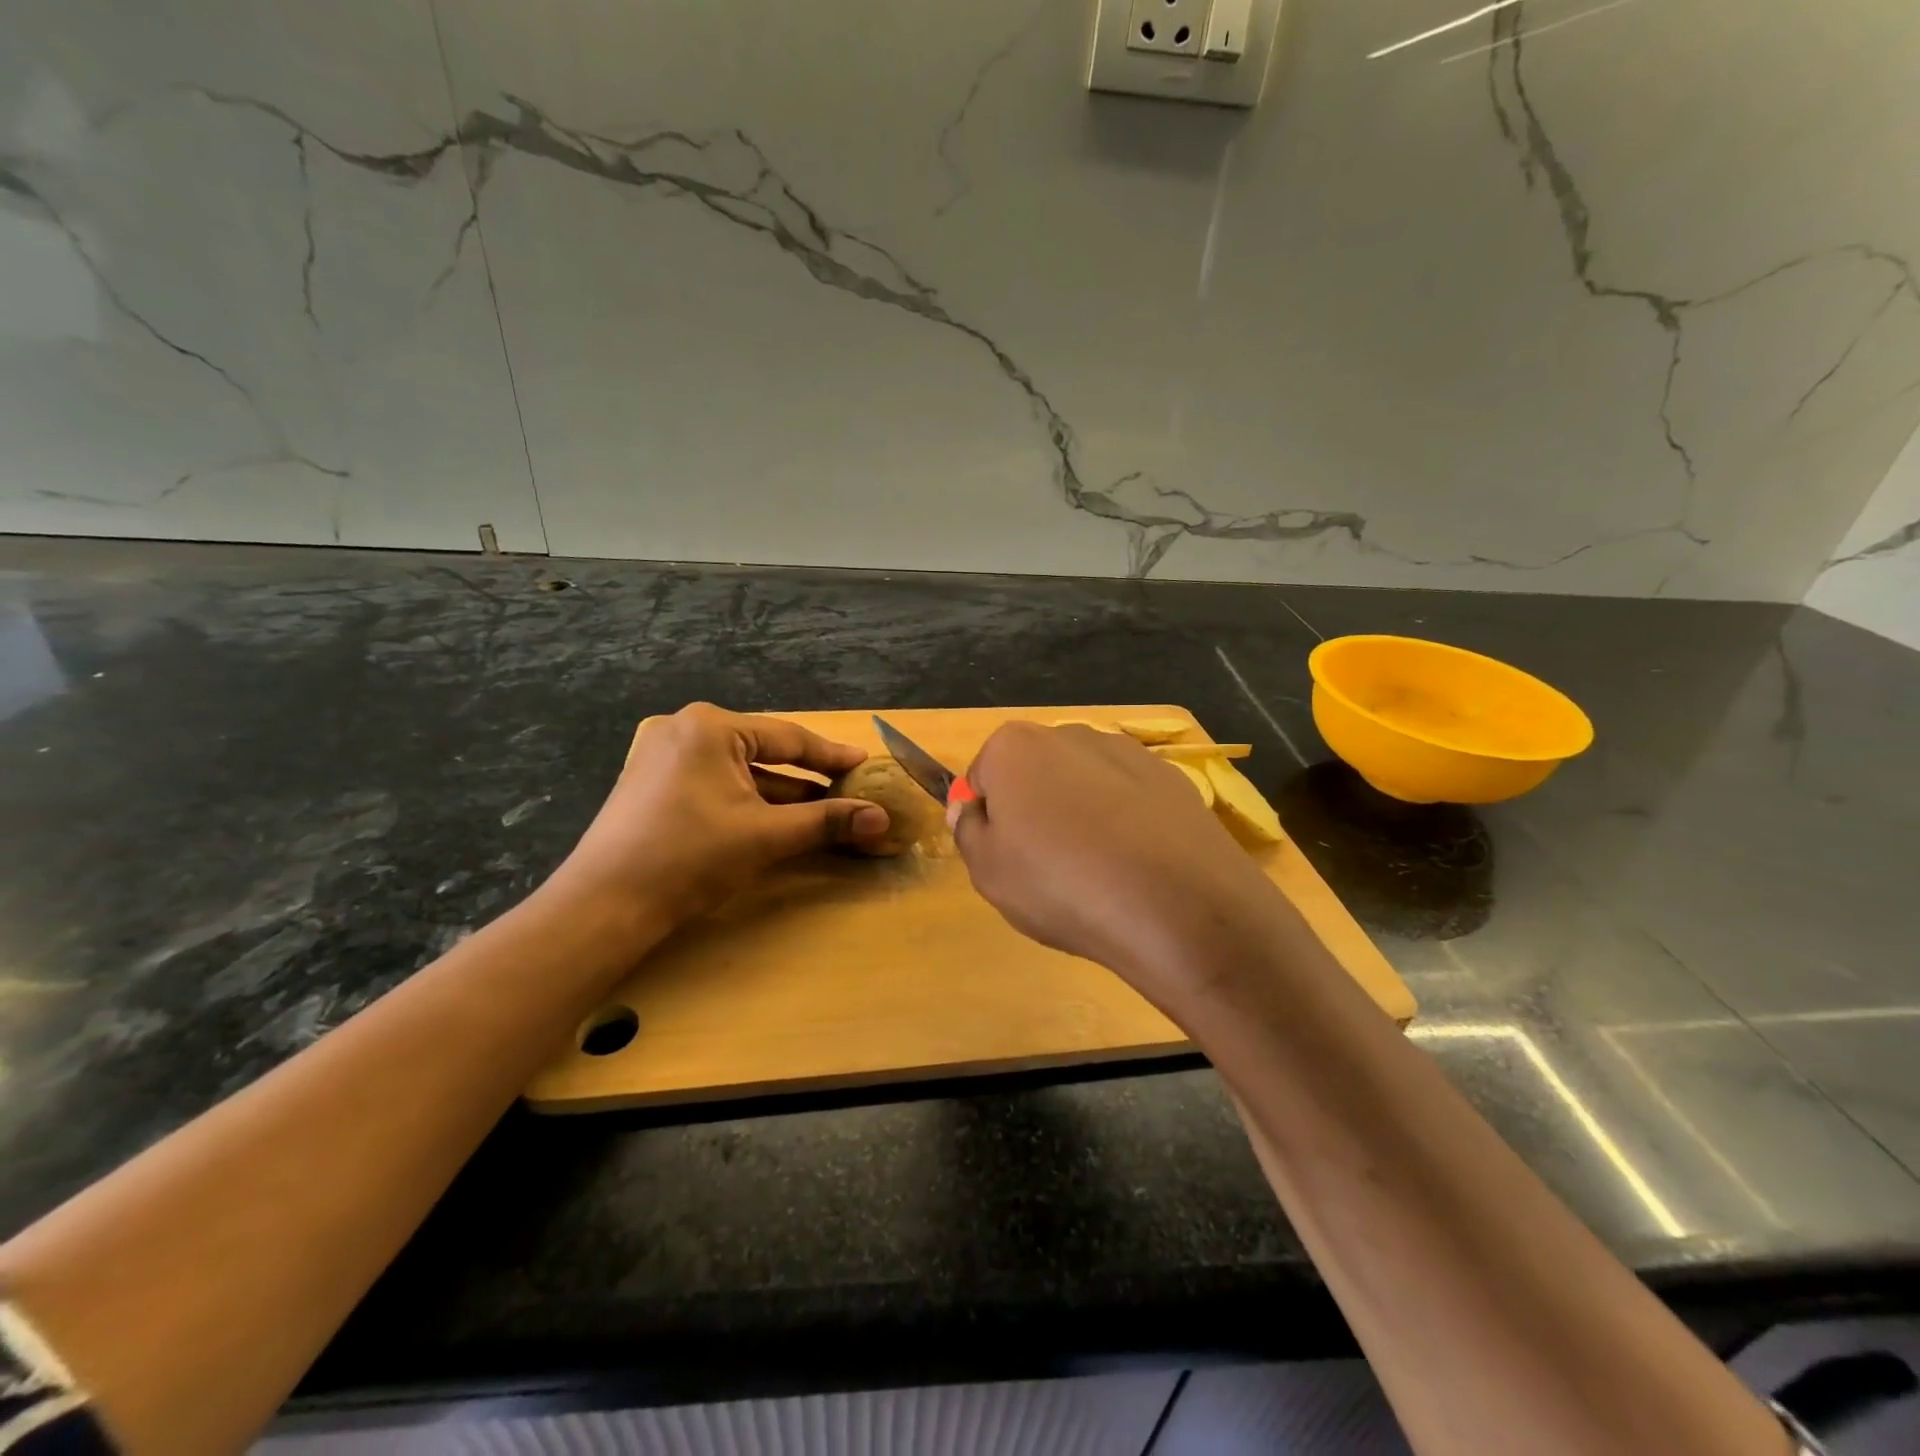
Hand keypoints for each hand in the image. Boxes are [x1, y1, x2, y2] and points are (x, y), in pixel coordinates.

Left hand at [546, 703, 889, 931]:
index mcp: (711, 727)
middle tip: (848, 790)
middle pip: (765, 752)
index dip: (832, 756)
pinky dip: (749, 801)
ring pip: (740, 771)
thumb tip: (882, 818)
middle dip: (807, 778)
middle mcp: (686, 730)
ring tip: (822, 812)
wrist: (605, 904)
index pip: (789, 738)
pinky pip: (717, 784)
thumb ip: (827, 821)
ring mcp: (665, 756)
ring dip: (781, 794)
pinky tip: (776, 821)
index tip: (865, 764)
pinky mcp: (654, 784)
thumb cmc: (690, 856)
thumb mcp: (766, 836)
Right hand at [950, 723, 1288, 1016]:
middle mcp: (1070, 733)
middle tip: (1048, 867)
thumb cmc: (1062, 885)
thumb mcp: (989, 871)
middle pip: (1035, 773)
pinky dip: (1126, 822)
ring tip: (1098, 871)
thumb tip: (970, 807)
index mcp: (1014, 747)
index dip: (988, 820)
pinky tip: (1137, 865)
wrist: (1177, 906)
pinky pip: (1129, 798)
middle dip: (1035, 809)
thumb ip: (968, 830)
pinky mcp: (1171, 776)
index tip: (1005, 857)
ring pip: (1084, 783)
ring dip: (1081, 814)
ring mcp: (1127, 751)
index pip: (982, 778)